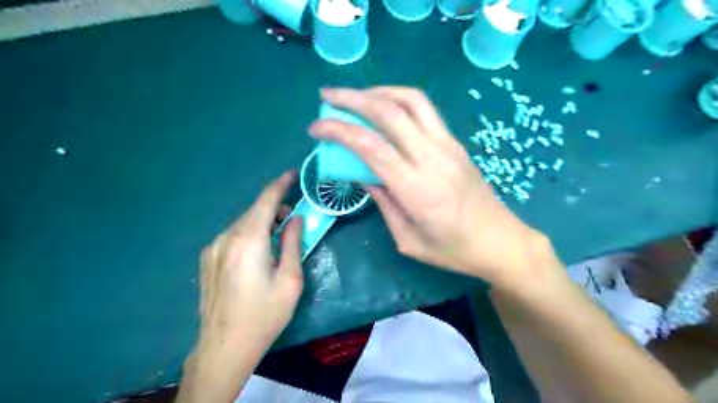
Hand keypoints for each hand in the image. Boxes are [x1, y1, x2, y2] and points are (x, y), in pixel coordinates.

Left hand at [196, 171, 301, 354]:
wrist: (224, 347)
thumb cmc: (265, 315)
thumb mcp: (290, 280)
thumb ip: (292, 243)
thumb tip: (296, 219)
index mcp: (249, 241)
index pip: (266, 201)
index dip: (280, 184)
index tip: (293, 174)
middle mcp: (226, 238)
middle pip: (254, 211)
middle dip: (275, 208)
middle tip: (294, 220)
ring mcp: (213, 248)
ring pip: (243, 223)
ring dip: (262, 222)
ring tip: (278, 239)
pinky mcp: (207, 259)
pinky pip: (233, 235)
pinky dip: (249, 233)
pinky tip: (258, 252)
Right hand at [309, 87, 550, 288]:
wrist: (501, 241)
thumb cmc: (454, 250)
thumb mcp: (409, 241)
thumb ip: (384, 203)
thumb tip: (364, 174)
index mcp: (417, 189)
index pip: (371, 146)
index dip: (339, 131)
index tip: (316, 129)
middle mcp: (433, 158)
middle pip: (390, 112)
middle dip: (353, 98)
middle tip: (327, 97)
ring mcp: (448, 145)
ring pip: (411, 100)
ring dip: (378, 91)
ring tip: (355, 96)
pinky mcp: (455, 143)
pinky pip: (425, 110)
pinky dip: (399, 100)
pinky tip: (384, 108)